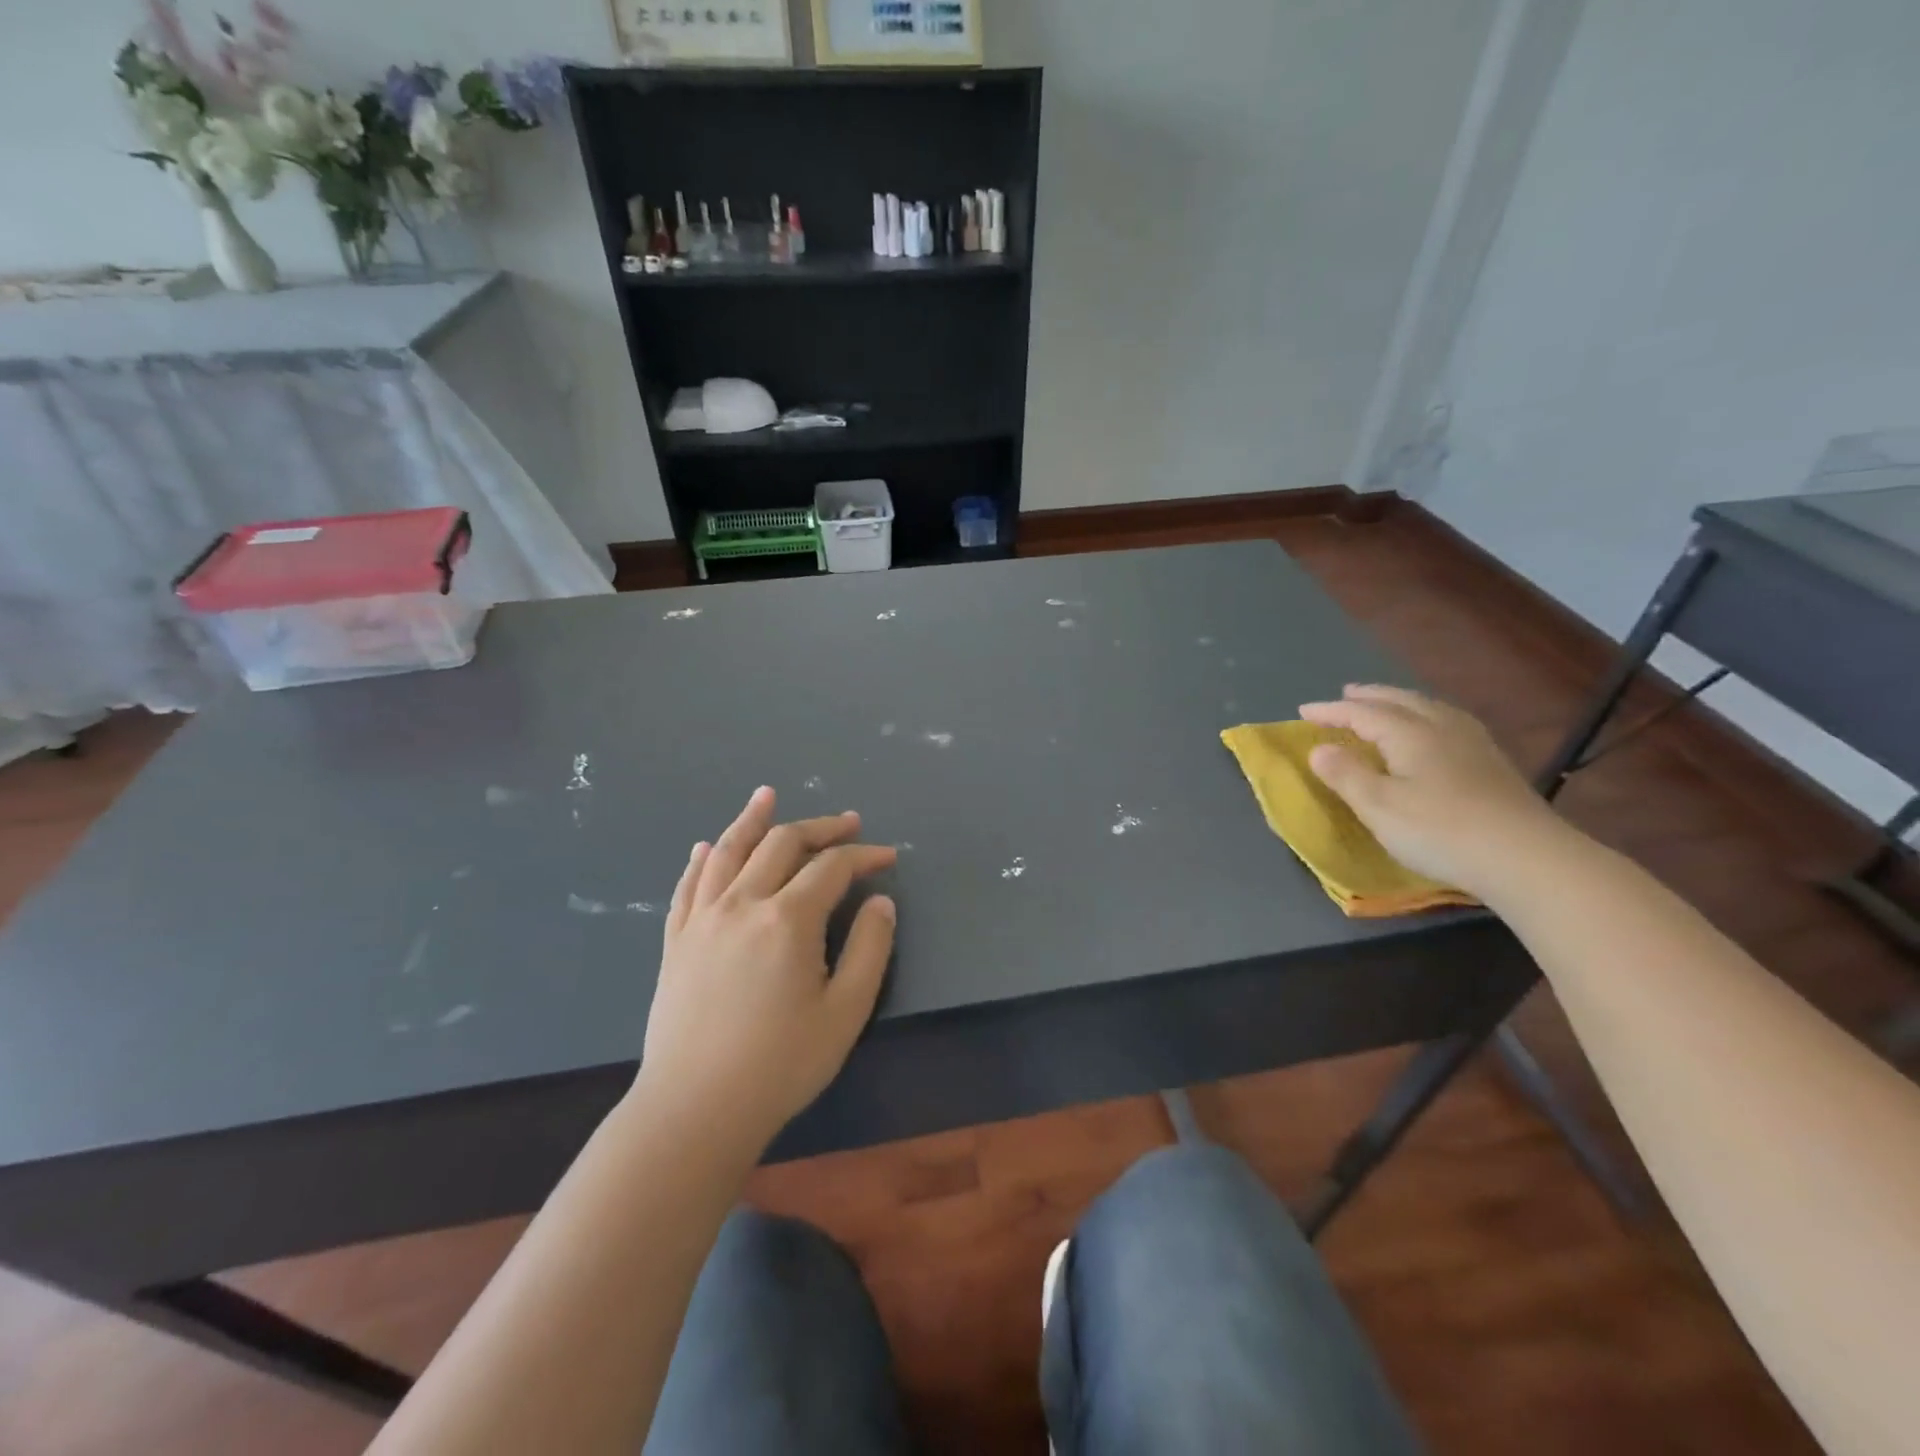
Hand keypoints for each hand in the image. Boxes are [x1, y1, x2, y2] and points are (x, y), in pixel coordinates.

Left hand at [637, 787, 896, 1149]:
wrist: (694, 1110)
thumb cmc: (780, 1065)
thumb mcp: (845, 1012)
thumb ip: (869, 949)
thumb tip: (881, 902)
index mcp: (787, 919)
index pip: (832, 867)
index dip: (864, 855)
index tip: (888, 857)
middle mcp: (742, 903)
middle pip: (782, 844)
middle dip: (820, 828)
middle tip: (848, 822)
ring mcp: (703, 919)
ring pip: (728, 851)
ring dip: (752, 819)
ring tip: (767, 796)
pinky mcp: (676, 941)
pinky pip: (688, 885)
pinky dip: (703, 858)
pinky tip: (707, 846)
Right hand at [1299, 685, 1570, 896]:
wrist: (1526, 858)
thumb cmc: (1440, 830)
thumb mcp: (1379, 806)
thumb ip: (1346, 774)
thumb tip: (1319, 748)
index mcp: (1409, 733)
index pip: (1362, 713)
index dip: (1331, 711)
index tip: (1302, 712)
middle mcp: (1441, 728)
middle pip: (1400, 701)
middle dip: (1369, 697)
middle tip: (1345, 695)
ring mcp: (1473, 744)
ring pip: (1430, 709)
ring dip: (1400, 702)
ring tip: (1386, 705)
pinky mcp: (1493, 764)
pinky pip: (1449, 722)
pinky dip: (1427, 716)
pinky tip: (1433, 731)